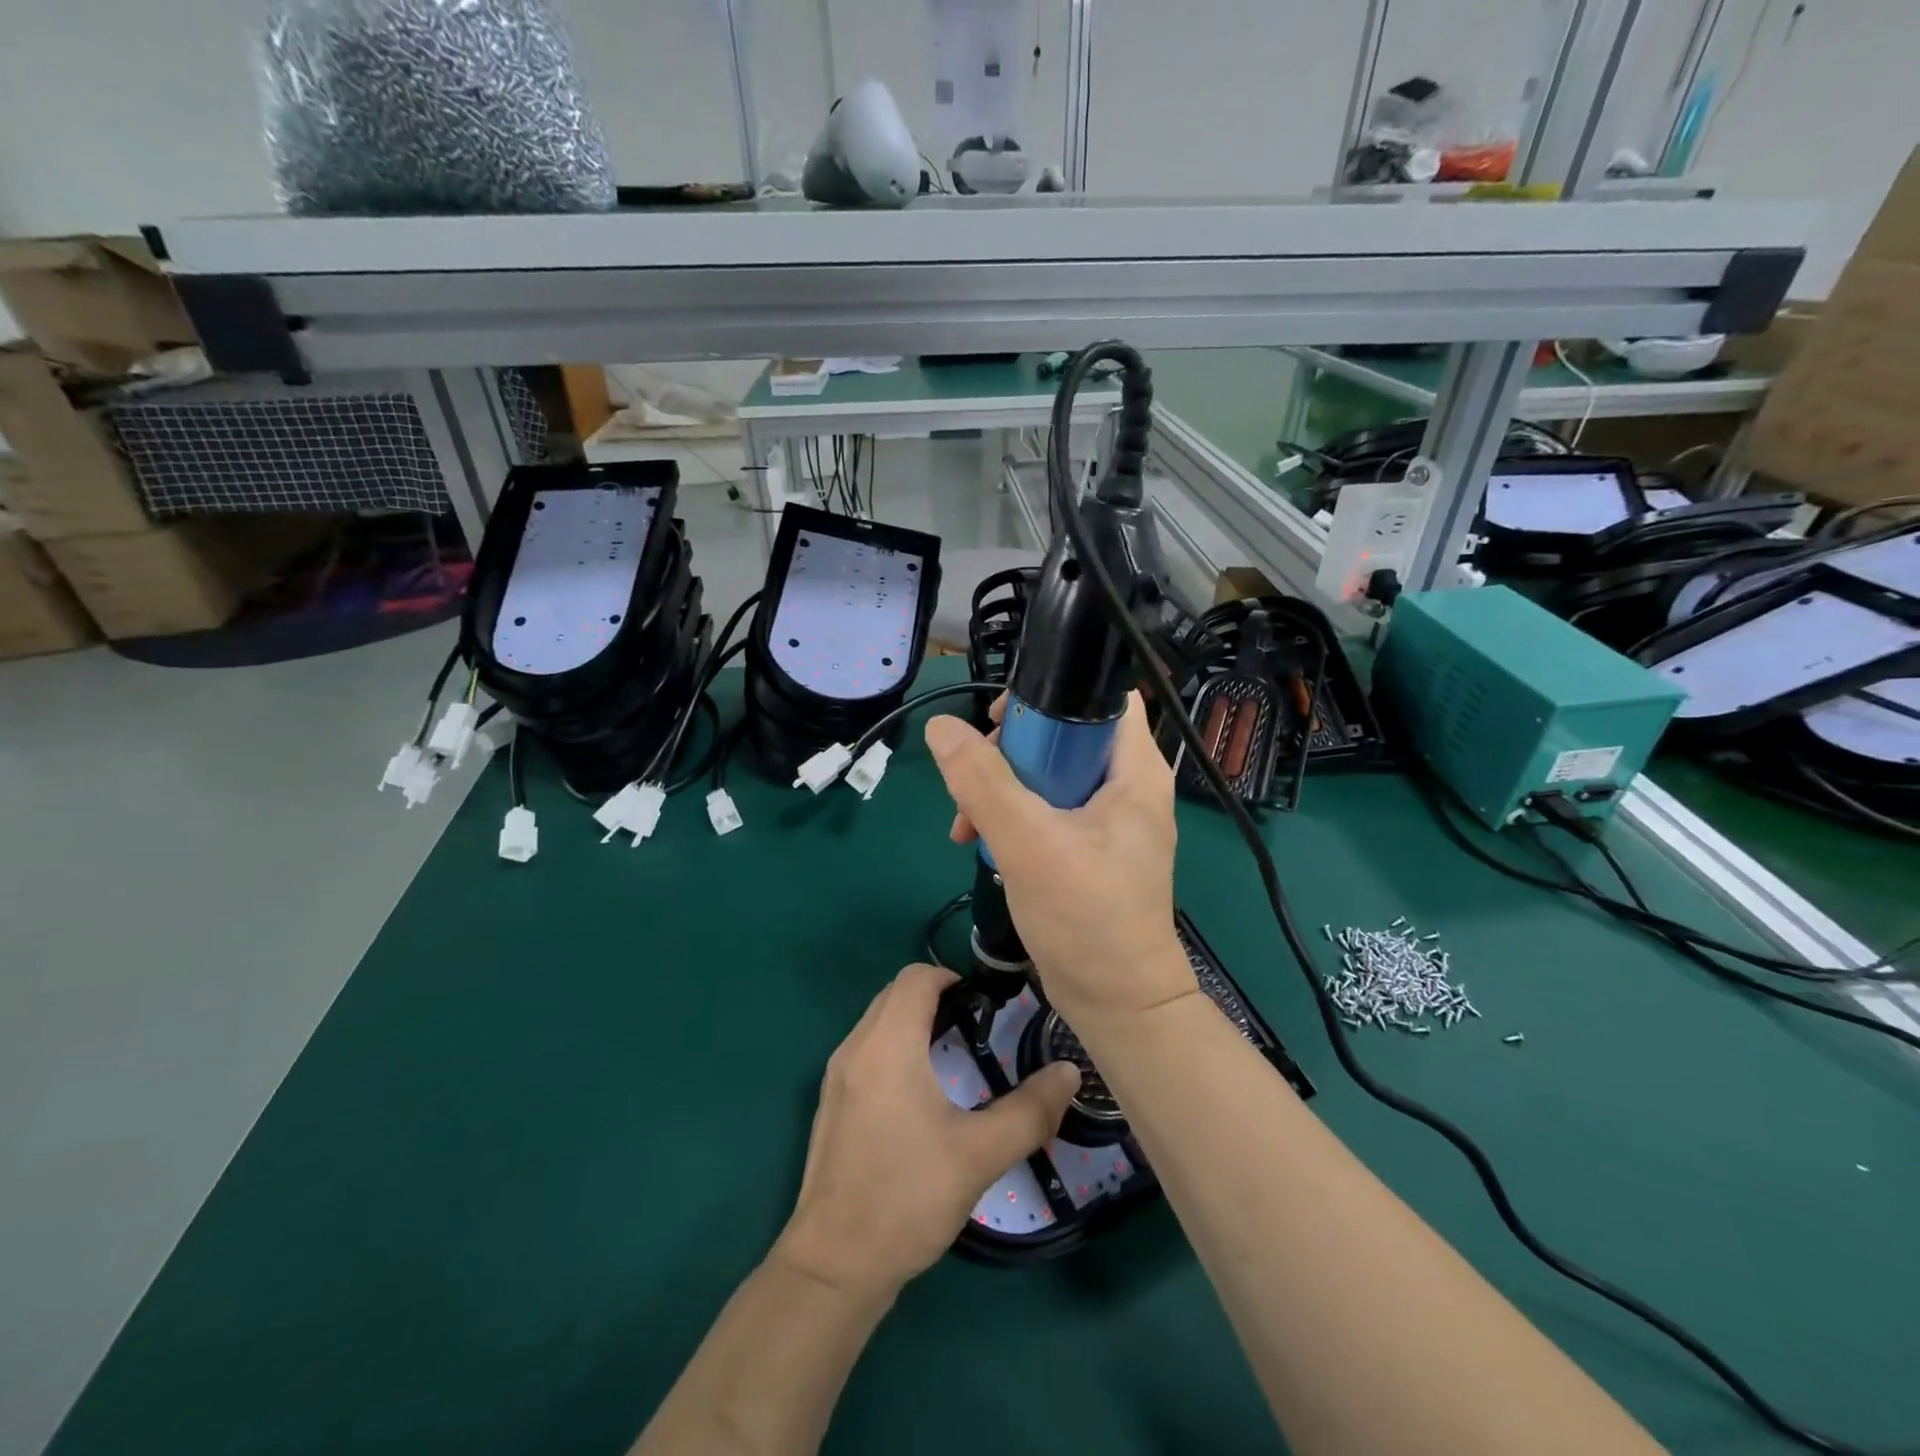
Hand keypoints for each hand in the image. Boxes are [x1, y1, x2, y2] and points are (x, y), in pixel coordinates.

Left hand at [774, 964, 1080, 1299]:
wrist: (833, 1266)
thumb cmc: (907, 1197)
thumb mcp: (979, 1155)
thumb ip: (1029, 1111)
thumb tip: (1069, 1073)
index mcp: (887, 1046)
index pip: (915, 977)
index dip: (952, 977)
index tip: (985, 1004)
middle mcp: (855, 1047)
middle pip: (894, 992)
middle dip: (935, 995)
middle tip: (976, 1025)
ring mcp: (836, 1074)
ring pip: (878, 1019)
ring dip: (913, 1020)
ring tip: (954, 1053)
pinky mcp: (831, 1100)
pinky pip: (866, 1047)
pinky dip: (894, 1044)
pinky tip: (921, 1090)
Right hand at [924, 692, 1197, 1024]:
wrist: (1116, 1004)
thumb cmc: (1086, 917)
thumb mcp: (1029, 842)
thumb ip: (983, 781)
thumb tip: (942, 728)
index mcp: (1135, 772)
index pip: (1102, 699)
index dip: (1051, 695)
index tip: (1001, 720)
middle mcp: (1127, 788)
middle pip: (1063, 736)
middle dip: (1011, 750)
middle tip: (975, 772)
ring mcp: (1107, 821)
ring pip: (1047, 776)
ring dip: (1001, 789)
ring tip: (965, 822)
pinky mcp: (1088, 850)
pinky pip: (1044, 812)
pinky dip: (1011, 819)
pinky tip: (978, 843)